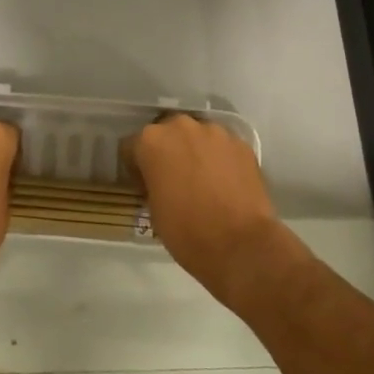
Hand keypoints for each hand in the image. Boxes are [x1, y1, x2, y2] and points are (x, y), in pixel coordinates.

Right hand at [127, 114, 301, 304]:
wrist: (241, 246)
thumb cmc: (187, 232)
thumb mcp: (153, 210)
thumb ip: (152, 183)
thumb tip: (160, 181)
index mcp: (151, 141)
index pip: (132, 146)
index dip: (136, 166)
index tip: (145, 184)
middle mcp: (181, 127)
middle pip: (167, 132)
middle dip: (168, 151)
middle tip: (175, 179)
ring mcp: (215, 132)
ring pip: (198, 136)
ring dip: (196, 151)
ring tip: (204, 180)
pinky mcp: (241, 144)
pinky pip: (223, 147)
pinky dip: (221, 159)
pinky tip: (226, 183)